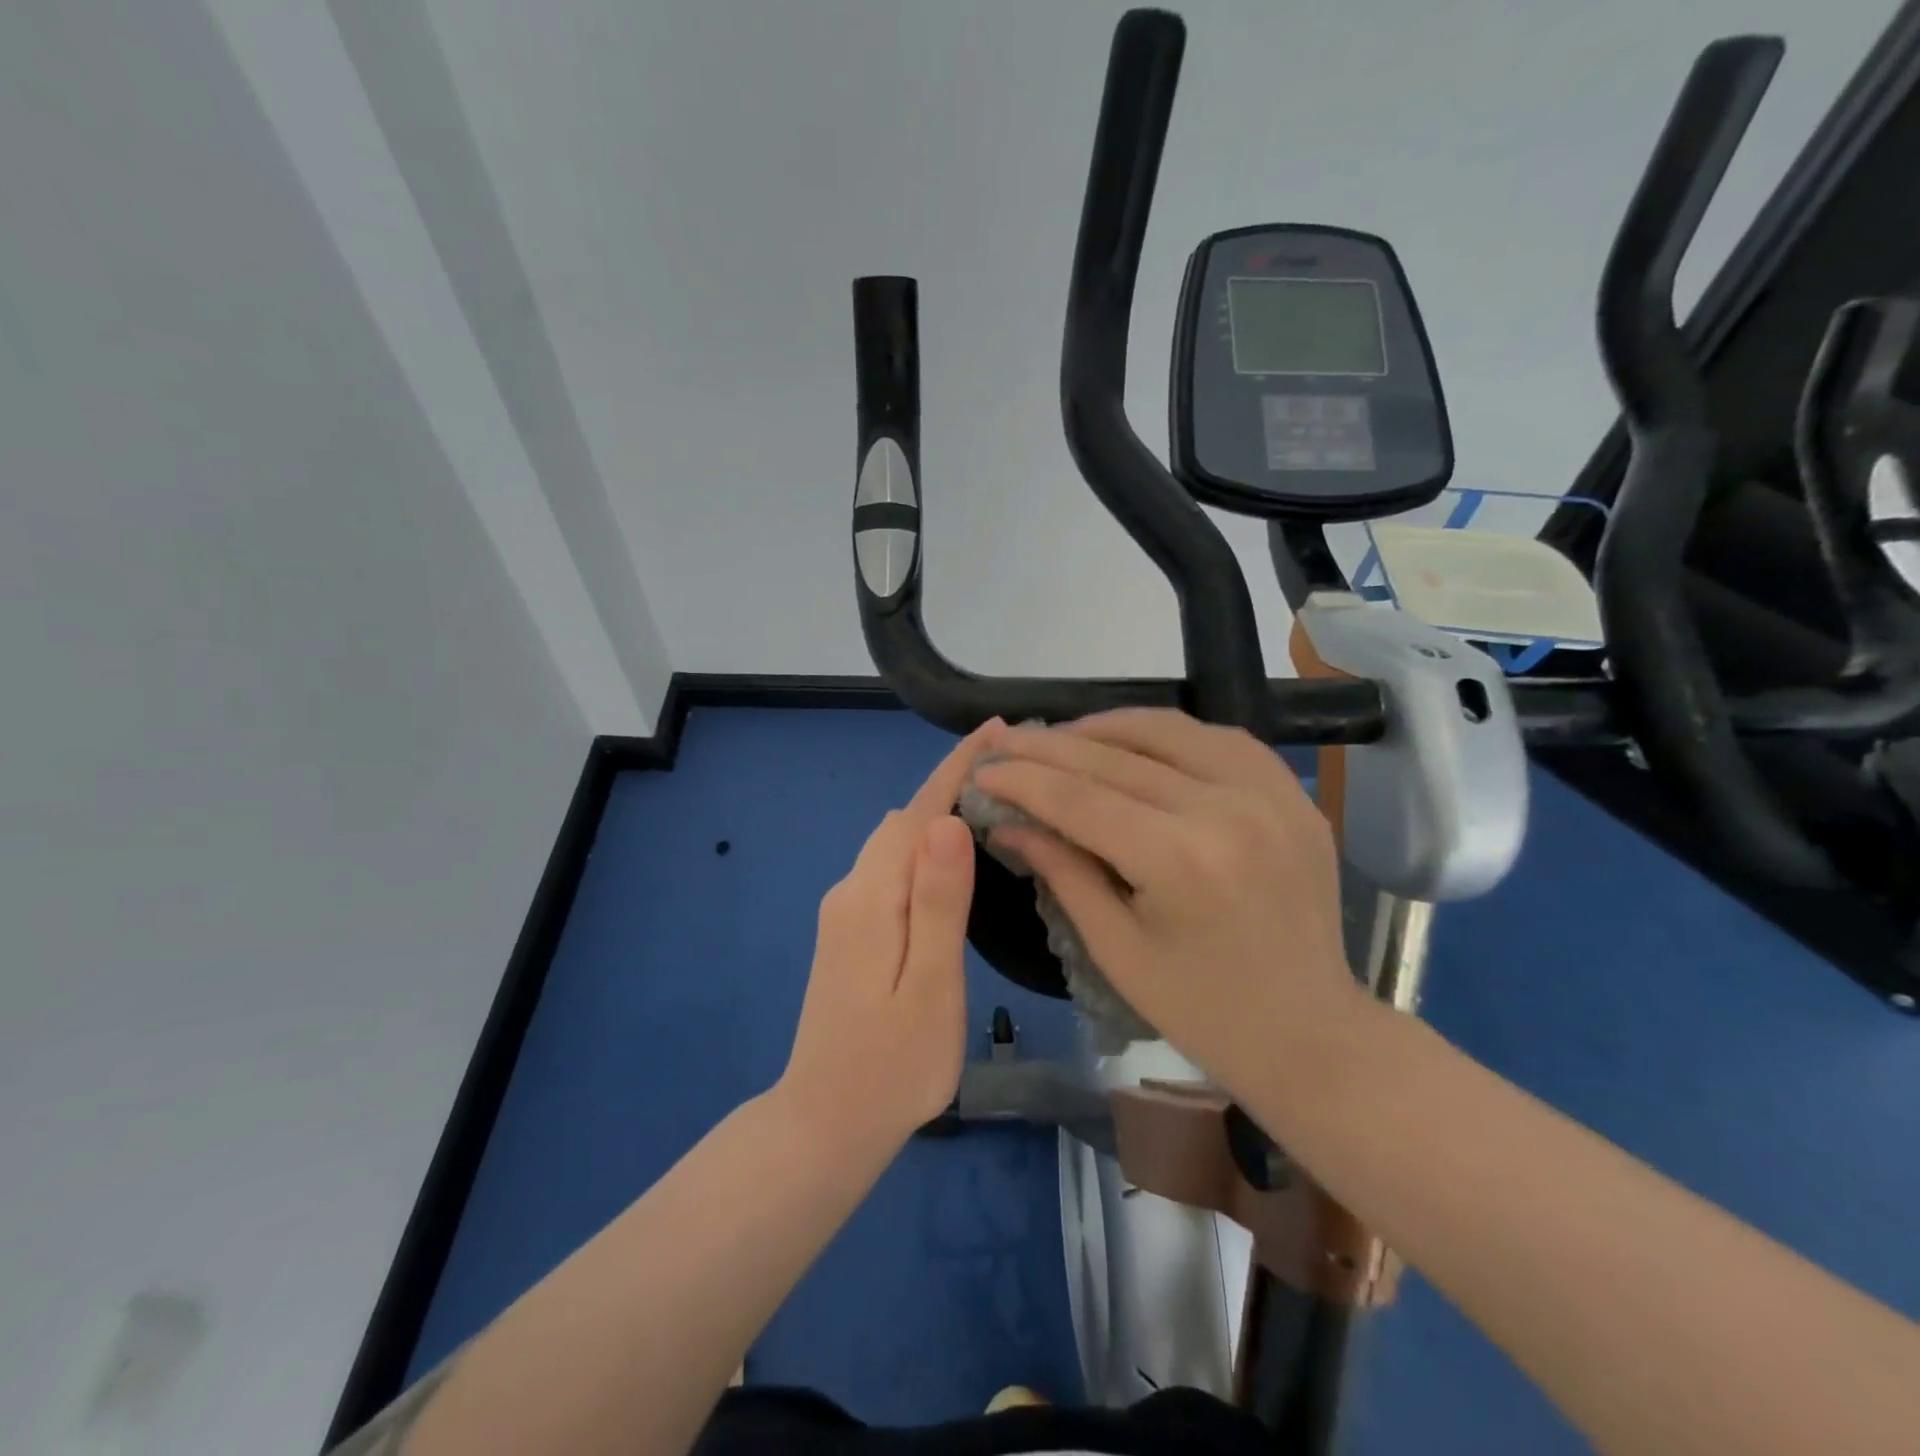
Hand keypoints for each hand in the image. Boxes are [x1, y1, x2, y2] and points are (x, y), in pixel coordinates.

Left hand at [775, 721, 999, 1158]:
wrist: (825, 1124)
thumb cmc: (892, 1066)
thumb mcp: (930, 986)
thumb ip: (938, 903)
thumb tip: (949, 822)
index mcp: (871, 897)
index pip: (919, 812)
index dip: (958, 768)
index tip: (998, 730)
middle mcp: (852, 890)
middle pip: (905, 819)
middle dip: (953, 784)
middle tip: (1014, 771)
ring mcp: (846, 910)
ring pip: (895, 841)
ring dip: (939, 814)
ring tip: (993, 804)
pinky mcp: (850, 930)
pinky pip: (890, 867)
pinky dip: (924, 846)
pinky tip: (953, 858)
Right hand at [974, 709, 1368, 1109]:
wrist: (1311, 1033)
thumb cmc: (1202, 1011)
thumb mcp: (1115, 949)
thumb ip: (1061, 871)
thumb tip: (1007, 822)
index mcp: (1181, 860)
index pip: (1080, 798)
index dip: (1023, 779)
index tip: (982, 769)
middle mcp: (1227, 809)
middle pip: (1117, 756)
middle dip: (1050, 746)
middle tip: (1005, 740)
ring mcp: (1269, 793)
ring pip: (1169, 730)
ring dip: (1106, 727)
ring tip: (1062, 737)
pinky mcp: (1293, 794)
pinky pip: (1220, 738)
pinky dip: (1168, 734)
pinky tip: (1136, 743)